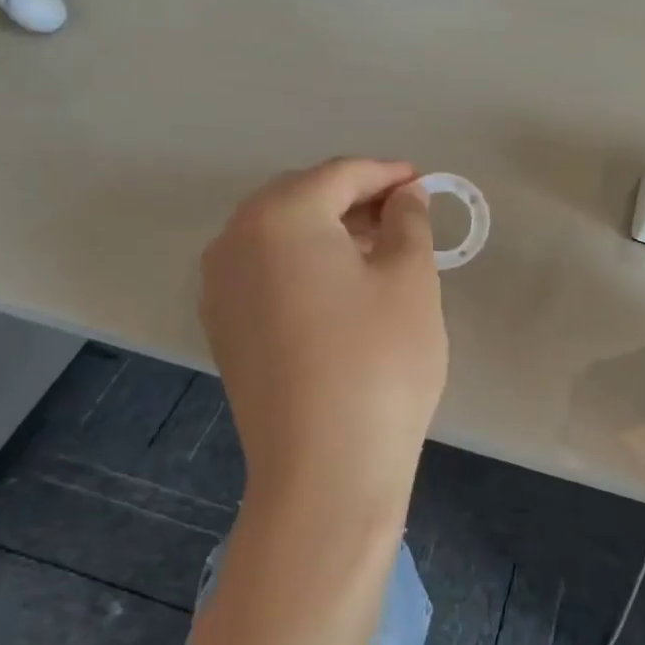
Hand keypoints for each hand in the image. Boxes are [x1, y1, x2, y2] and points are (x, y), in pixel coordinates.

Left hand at [200, 159, 445, 527]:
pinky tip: (342, 287)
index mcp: (279, 216)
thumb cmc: (379, 362)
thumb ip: (408, 221)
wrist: (325, 470)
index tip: (424, 183)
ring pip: (281, 235)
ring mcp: (220, 288)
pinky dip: (304, 264)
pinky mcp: (224, 328)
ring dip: (329, 232)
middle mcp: (235, 241)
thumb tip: (405, 196)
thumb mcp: (410, 280)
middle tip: (404, 215)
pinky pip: (266, 271)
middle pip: (302, 198)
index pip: (339, 175)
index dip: (387, 174)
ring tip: (380, 250)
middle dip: (355, 199)